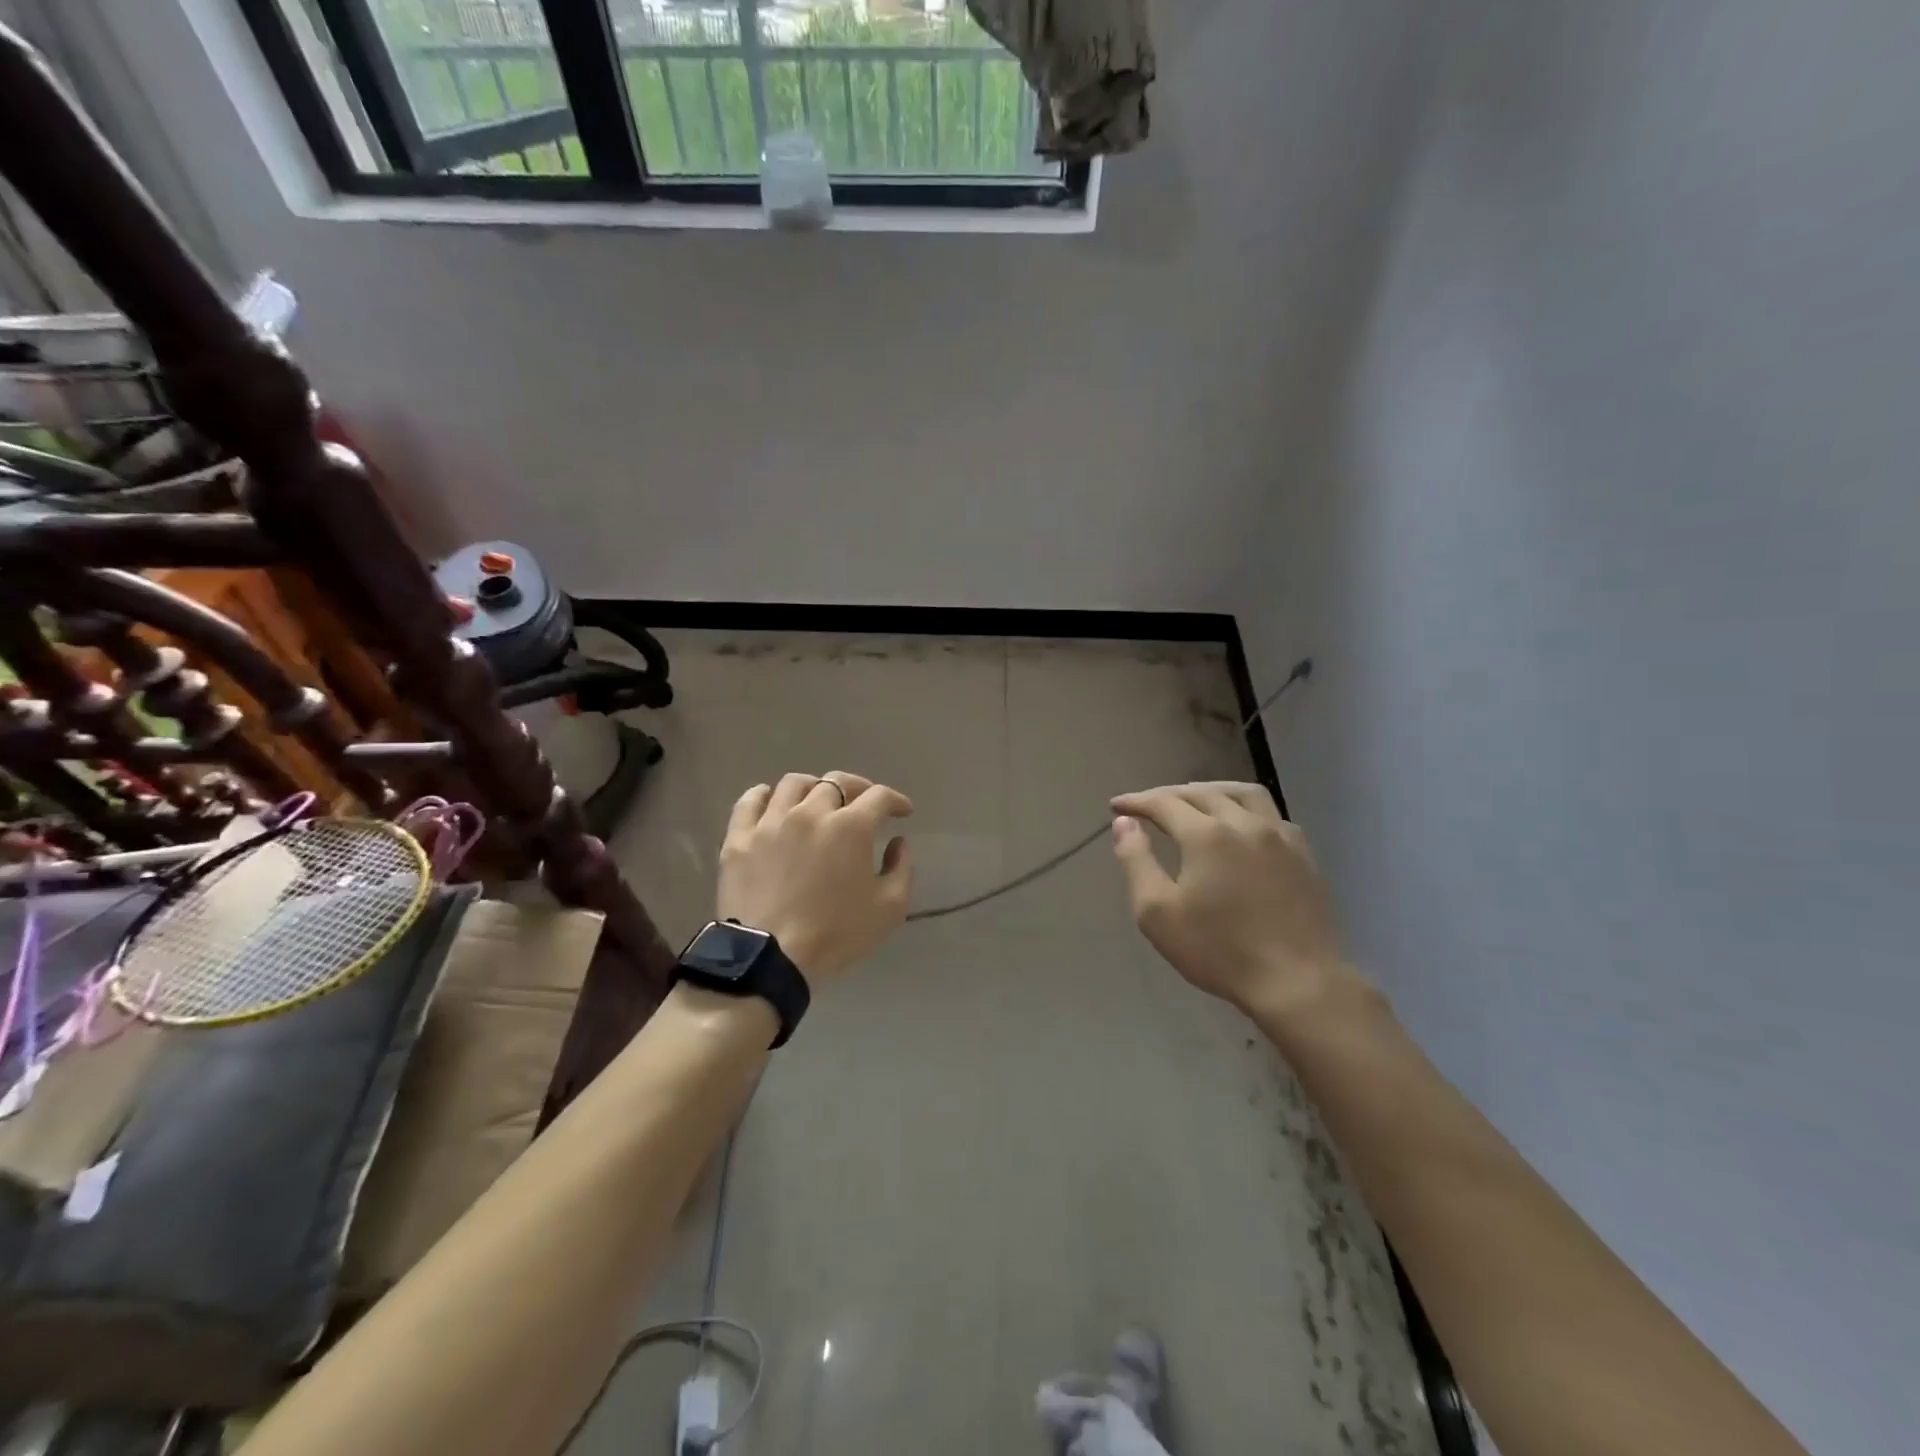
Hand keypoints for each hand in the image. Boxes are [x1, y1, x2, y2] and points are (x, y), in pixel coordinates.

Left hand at [717, 771, 913, 985]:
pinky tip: (773, 802)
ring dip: (813, 787)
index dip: (895, 800)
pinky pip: (750, 801)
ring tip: (817, 801)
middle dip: (857, 789)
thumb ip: (900, 869)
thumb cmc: (835, 935)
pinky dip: (765, 795)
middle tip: (863, 805)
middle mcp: (811, 812)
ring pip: (794, 784)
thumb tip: (897, 842)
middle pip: (837, 782)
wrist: (770, 960)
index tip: (902, 811)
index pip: (879, 796)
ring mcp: (771, 822)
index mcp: (851, 827)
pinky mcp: (740, 837)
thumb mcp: (889, 909)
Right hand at [1109, 782, 1355, 1021]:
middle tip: (1148, 806)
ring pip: (1244, 793)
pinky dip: (1246, 808)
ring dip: (1212, 791)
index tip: (1117, 805)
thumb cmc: (1219, 950)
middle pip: (1202, 793)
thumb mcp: (1158, 913)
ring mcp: (1281, 837)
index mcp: (1207, 834)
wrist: (1299, 983)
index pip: (1164, 803)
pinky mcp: (1304, 855)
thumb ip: (1136, 861)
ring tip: (1195, 800)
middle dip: (1169, 795)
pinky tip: (1242, 825)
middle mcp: (1245, 823)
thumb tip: (1124, 823)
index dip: (1137, 801)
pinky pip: (1272, 814)